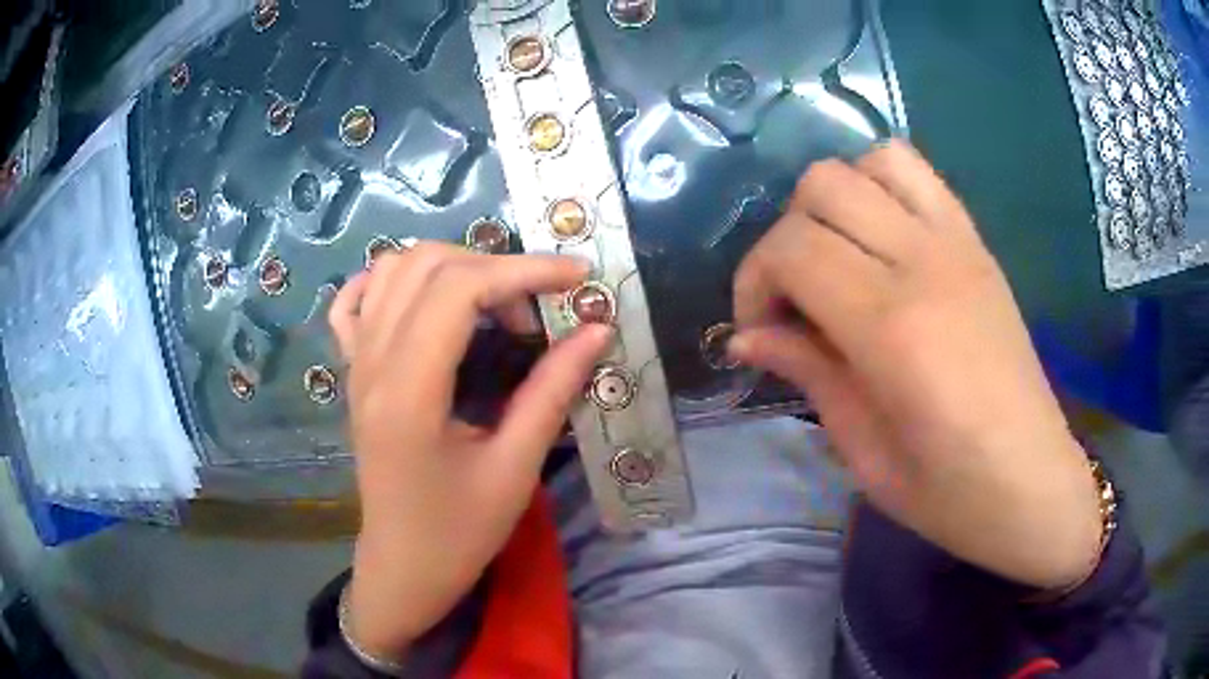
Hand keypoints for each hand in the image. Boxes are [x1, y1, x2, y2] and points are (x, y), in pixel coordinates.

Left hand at [329, 244, 611, 657]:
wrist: (404, 564)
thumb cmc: (460, 531)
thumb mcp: (515, 468)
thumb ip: (553, 391)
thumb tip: (597, 329)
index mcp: (409, 391)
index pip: (459, 289)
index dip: (523, 269)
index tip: (576, 276)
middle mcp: (373, 363)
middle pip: (427, 266)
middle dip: (495, 267)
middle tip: (536, 310)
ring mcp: (356, 363)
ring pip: (392, 269)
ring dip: (450, 267)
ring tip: (490, 303)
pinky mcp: (354, 372)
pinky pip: (355, 301)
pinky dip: (390, 281)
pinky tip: (422, 299)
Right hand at [730, 141, 1102, 589]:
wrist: (1034, 484)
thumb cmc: (950, 493)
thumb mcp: (865, 453)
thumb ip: (809, 373)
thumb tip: (746, 335)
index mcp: (894, 328)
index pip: (793, 248)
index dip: (754, 280)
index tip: (757, 330)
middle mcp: (927, 263)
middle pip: (823, 186)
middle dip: (785, 237)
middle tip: (793, 299)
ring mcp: (959, 245)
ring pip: (871, 161)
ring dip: (835, 200)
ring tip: (837, 259)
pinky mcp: (979, 244)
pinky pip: (919, 175)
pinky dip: (881, 185)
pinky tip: (880, 240)